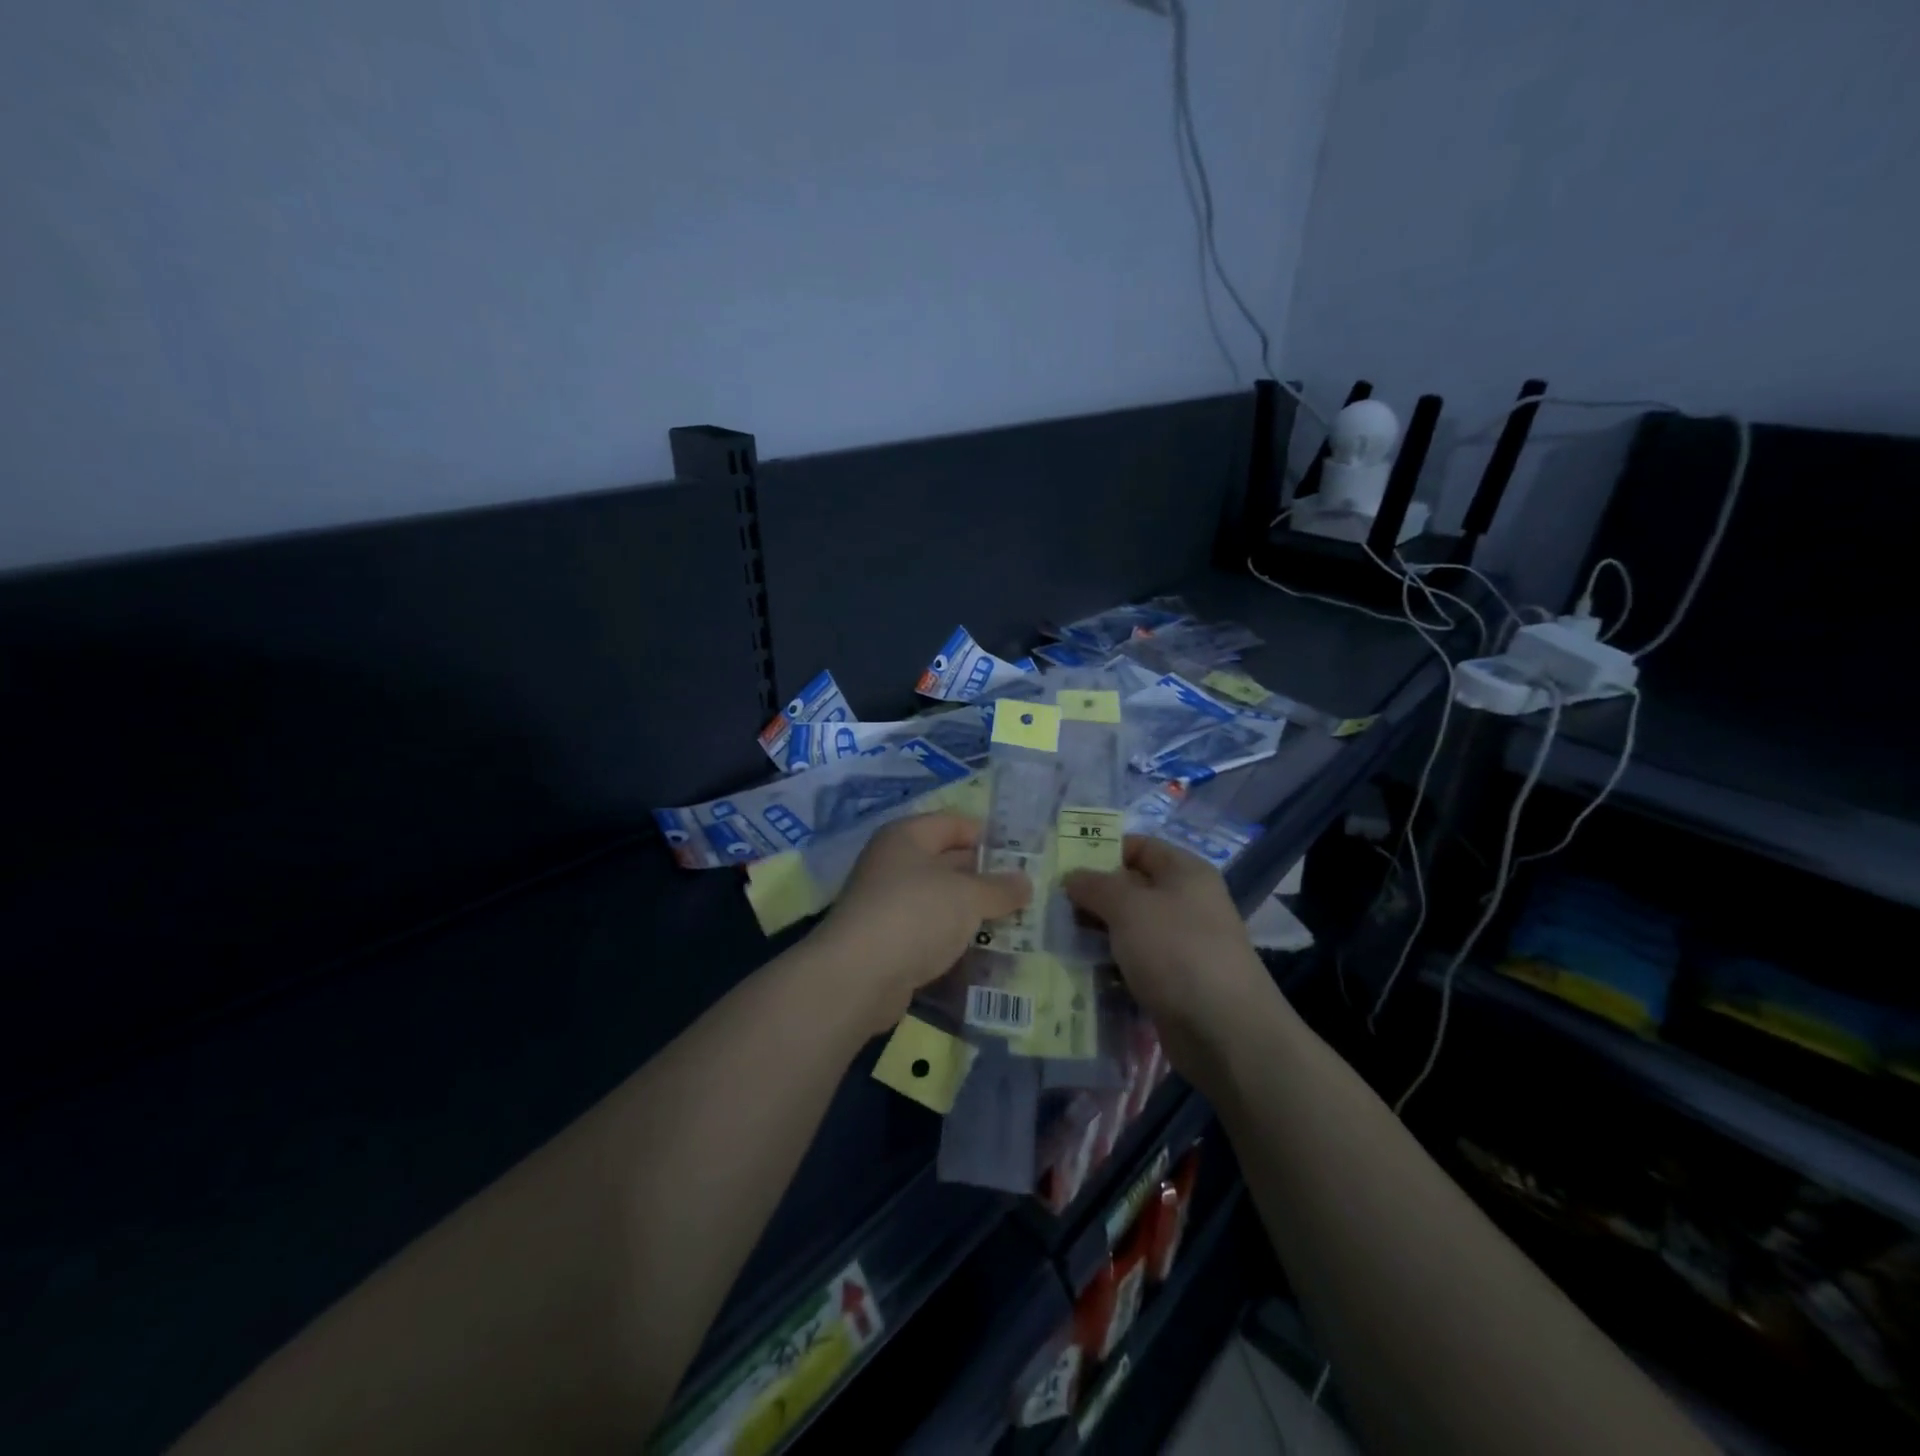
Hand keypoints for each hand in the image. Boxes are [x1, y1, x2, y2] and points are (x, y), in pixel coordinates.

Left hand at [811, 813, 1029, 1033]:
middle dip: (984, 877)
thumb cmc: (915, 915)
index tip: (1022, 856)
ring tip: (1015, 923)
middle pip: (947, 861)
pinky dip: (954, 938)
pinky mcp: (888, 941)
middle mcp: (893, 864)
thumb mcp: (968, 896)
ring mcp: (888, 904)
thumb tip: (1025, 881)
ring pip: (940, 900)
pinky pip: (930, 931)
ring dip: (972, 911)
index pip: (953, 823)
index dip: (987, 836)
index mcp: (907, 837)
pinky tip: (983, 950)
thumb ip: (999, 888)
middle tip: (1025, 893)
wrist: (858, 976)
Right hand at [1062, 836, 1269, 1064]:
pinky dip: (1108, 964)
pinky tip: (1079, 970)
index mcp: (1185, 873)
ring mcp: (1180, 944)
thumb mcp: (1129, 907)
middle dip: (1092, 896)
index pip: (1139, 847)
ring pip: (1128, 928)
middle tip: (1050, 906)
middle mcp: (1186, 903)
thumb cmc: (1177, 951)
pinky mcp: (1172, 981)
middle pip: (1130, 888)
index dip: (1102, 850)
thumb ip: (1096, 886)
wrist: (1225, 1031)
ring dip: (1095, 933)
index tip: (1063, 866)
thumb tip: (1072, 877)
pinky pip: (1133, 962)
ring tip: (1056, 938)